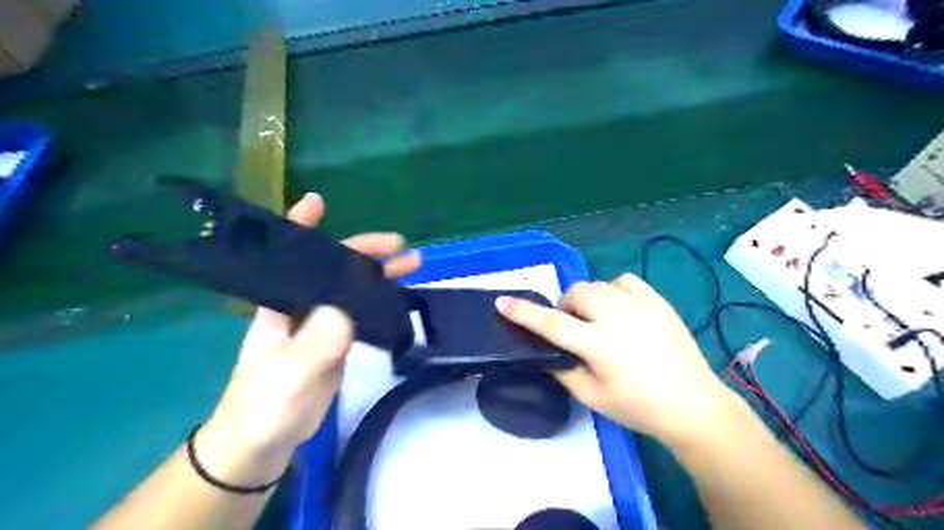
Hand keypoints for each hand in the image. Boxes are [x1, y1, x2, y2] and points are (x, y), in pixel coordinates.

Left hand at [206, 191, 421, 458]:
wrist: (262, 443)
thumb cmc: (264, 405)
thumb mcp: (288, 375)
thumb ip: (315, 345)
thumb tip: (344, 312)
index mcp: (280, 305)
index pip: (289, 257)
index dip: (301, 226)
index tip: (317, 201)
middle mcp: (301, 307)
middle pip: (334, 269)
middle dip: (365, 252)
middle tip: (401, 246)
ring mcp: (321, 325)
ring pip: (352, 289)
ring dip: (380, 275)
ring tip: (412, 265)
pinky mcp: (336, 343)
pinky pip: (361, 313)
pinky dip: (380, 301)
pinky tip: (400, 298)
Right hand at [496, 275, 735, 448]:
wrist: (693, 404)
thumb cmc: (639, 407)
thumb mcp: (593, 397)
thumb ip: (563, 369)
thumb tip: (545, 350)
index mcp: (601, 346)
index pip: (553, 324)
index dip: (524, 313)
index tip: (502, 302)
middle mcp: (619, 317)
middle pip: (577, 293)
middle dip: (566, 307)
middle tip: (573, 328)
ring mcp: (642, 305)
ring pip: (598, 284)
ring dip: (587, 300)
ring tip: (596, 320)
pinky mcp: (657, 301)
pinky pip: (624, 281)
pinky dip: (612, 291)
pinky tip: (619, 309)